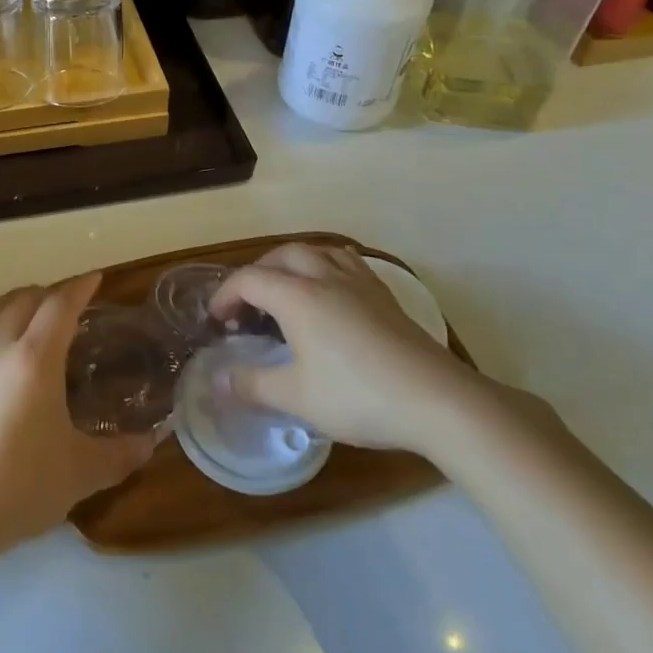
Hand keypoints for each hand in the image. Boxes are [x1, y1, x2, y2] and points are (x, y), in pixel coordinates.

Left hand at [0, 275, 151, 558]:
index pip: (60, 305)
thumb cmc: (22, 483)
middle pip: (24, 299)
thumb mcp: (81, 471)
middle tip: (70, 305)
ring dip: (14, 303)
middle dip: (49, 293)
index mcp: (36, 356)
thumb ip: (120, 454)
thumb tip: (150, 443)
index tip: (96, 278)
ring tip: (30, 313)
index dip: (80, 287)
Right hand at [209, 243, 511, 453]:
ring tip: (287, 289)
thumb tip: (218, 381)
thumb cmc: (358, 396)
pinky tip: (332, 293)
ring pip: (318, 252)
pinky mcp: (385, 297)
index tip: (215, 320)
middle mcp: (325, 278)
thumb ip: (252, 385)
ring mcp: (360, 284)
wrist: (437, 400)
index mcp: (297, 296)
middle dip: (257, 272)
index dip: (225, 295)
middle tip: (248, 303)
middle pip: (283, 256)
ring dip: (293, 264)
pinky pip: (348, 263)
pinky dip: (326, 267)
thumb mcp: (296, 398)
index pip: (249, 280)